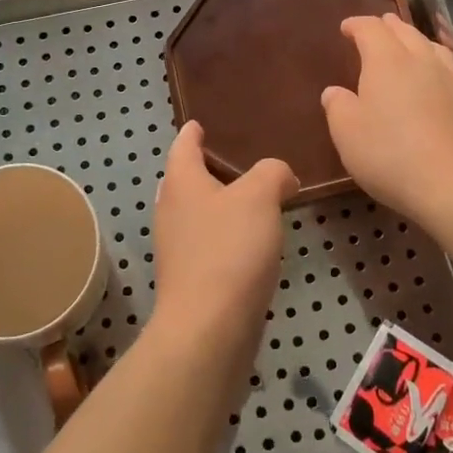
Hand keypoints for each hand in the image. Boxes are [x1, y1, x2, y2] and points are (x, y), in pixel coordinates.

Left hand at [150, 122, 295, 356]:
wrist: (209, 330)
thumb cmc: (229, 249)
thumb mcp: (260, 196)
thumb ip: (272, 173)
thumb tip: (281, 176)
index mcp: (181, 182)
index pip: (183, 144)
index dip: (193, 131)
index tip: (202, 123)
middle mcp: (171, 210)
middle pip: (186, 179)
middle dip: (209, 169)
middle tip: (242, 160)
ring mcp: (178, 248)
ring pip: (199, 213)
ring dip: (221, 205)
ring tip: (256, 199)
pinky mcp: (191, 280)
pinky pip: (209, 244)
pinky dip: (227, 236)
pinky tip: (253, 242)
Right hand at [322, 14, 452, 225]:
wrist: (452, 185)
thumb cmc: (389, 154)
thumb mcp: (347, 133)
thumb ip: (338, 106)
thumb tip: (334, 92)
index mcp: (386, 60)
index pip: (370, 29)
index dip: (356, 25)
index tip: (345, 28)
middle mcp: (419, 60)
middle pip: (404, 31)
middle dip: (387, 26)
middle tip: (376, 29)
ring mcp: (448, 78)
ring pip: (430, 45)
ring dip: (414, 39)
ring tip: (407, 44)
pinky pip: (448, 66)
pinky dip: (434, 61)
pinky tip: (433, 76)